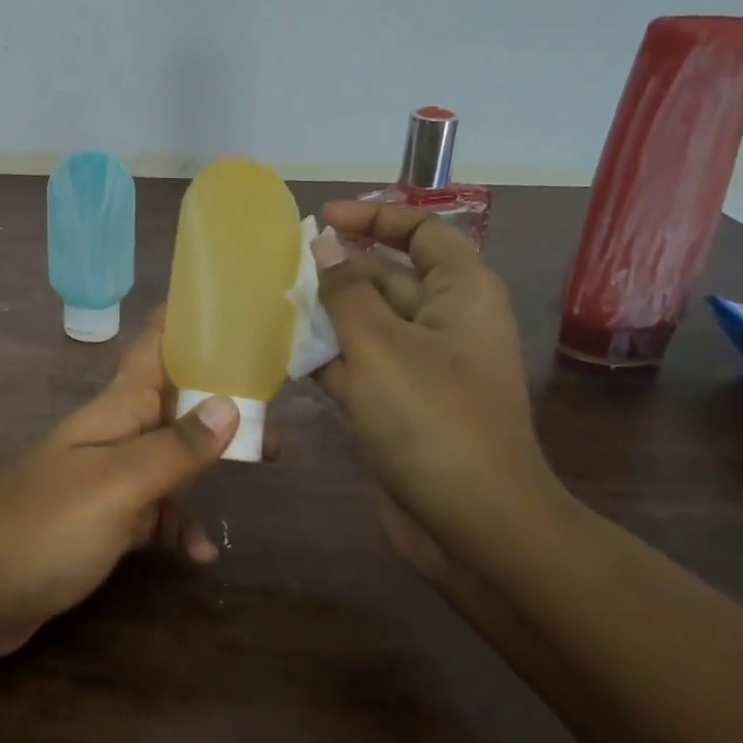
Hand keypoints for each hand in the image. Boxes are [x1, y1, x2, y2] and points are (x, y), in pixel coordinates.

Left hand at [0, 311, 240, 658]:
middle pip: (172, 404)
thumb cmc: (43, 527)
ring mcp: (104, 481)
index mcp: (113, 411)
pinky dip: (177, 525)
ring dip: (207, 465)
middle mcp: (111, 436)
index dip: (187, 325)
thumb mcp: (116, 486)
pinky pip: (151, 513)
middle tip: (272, 420)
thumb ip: (173, 448)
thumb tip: (228, 405)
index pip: (152, 347)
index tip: (234, 314)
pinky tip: (199, 553)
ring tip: (259, 472)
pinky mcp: (99, 524)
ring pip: (167, 458)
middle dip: (220, 404)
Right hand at [311, 202, 568, 582]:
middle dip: (338, 269)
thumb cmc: (430, 417)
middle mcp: (445, 324)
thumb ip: (345, 290)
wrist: (472, 524)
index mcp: (460, 295)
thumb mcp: (379, 343)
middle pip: (389, 278)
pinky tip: (282, 353)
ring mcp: (422, 368)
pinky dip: (326, 358)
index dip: (376, 218)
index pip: (423, 233)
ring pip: (368, 324)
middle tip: (281, 265)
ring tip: (271, 303)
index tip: (323, 219)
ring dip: (325, 315)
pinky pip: (359, 367)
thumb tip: (324, 246)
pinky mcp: (400, 407)